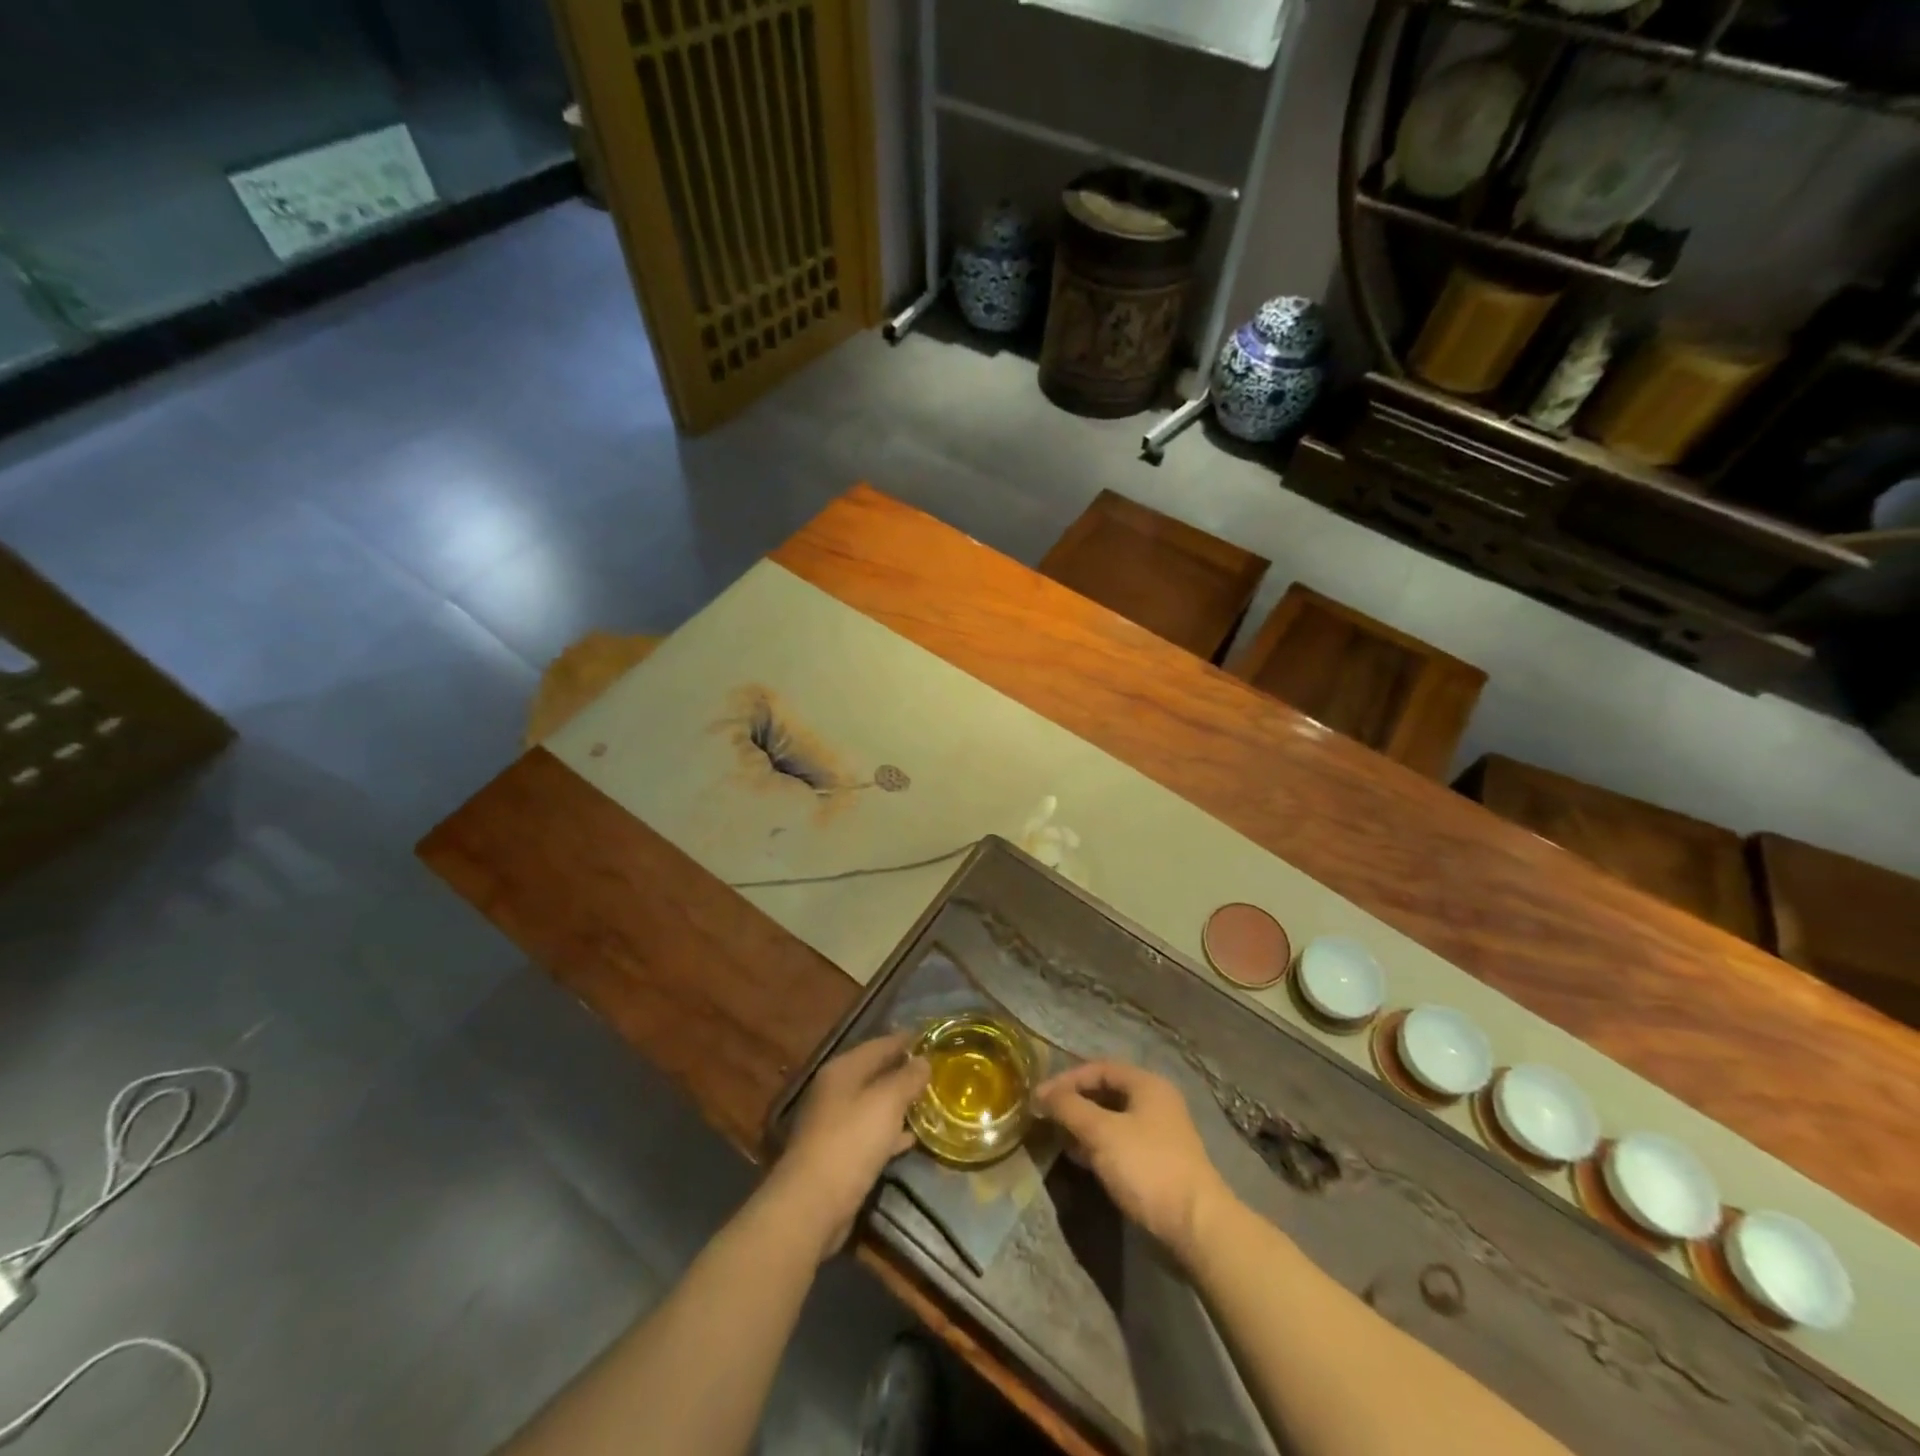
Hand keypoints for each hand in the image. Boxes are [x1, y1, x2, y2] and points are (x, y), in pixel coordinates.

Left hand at [768, 1033, 929, 1262]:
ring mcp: (834, 1123)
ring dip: (899, 1103)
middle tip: (935, 1070)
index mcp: (843, 1070)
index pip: (879, 1045)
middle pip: (875, 1073)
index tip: (931, 1039)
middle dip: (903, 1071)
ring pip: (874, 1104)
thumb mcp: (886, 1103)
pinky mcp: (839, 1154)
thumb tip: (924, 1060)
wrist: (812, 1204)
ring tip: (929, 1101)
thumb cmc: (851, 1141)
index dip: (905, 1041)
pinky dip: (890, 1132)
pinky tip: (911, 1138)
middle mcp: (835, 1091)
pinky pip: (871, 1134)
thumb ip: (907, 1078)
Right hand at [1035, 1060, 1231, 1262]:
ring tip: (1059, 1139)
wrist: (1195, 1226)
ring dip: (1084, 1126)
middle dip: (1074, 1103)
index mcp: (1147, 1084)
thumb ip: (1069, 1107)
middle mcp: (1156, 1102)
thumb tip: (1042, 1094)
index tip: (1040, 1098)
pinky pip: (1120, 1142)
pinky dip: (1098, 1145)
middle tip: (1047, 1117)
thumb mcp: (1101, 1132)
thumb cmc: (1147, 1167)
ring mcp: (1159, 1134)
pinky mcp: (1158, 1163)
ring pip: (1112, 1119)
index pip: (1099, 1068)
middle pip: (1106, 1092)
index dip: (1067, 1080)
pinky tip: (1081, 1158)